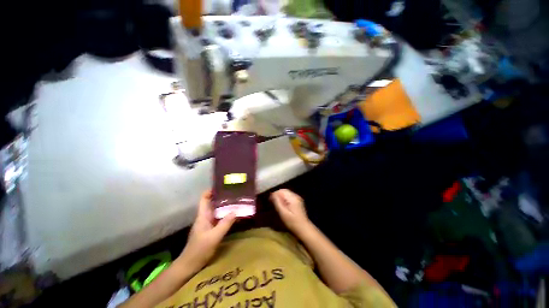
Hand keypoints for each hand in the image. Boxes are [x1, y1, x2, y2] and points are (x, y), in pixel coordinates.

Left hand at [179, 190, 235, 272]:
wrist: (190, 265)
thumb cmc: (199, 250)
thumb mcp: (214, 237)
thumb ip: (225, 224)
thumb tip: (235, 211)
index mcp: (202, 216)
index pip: (204, 199)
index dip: (210, 191)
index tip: (221, 186)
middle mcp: (205, 217)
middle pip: (212, 203)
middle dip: (221, 197)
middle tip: (233, 193)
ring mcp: (207, 224)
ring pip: (216, 211)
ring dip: (225, 206)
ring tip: (236, 201)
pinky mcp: (210, 230)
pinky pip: (219, 218)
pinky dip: (225, 215)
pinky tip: (233, 215)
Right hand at [270, 189, 310, 234]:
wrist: (304, 229)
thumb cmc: (292, 222)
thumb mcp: (283, 213)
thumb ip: (277, 202)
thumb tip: (272, 194)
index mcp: (292, 197)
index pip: (281, 191)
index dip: (274, 194)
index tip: (270, 201)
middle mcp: (295, 196)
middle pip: (284, 191)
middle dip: (277, 195)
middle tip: (272, 202)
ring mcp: (297, 198)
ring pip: (286, 194)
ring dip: (280, 197)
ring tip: (276, 204)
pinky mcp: (297, 202)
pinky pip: (289, 197)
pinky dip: (284, 199)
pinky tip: (282, 206)